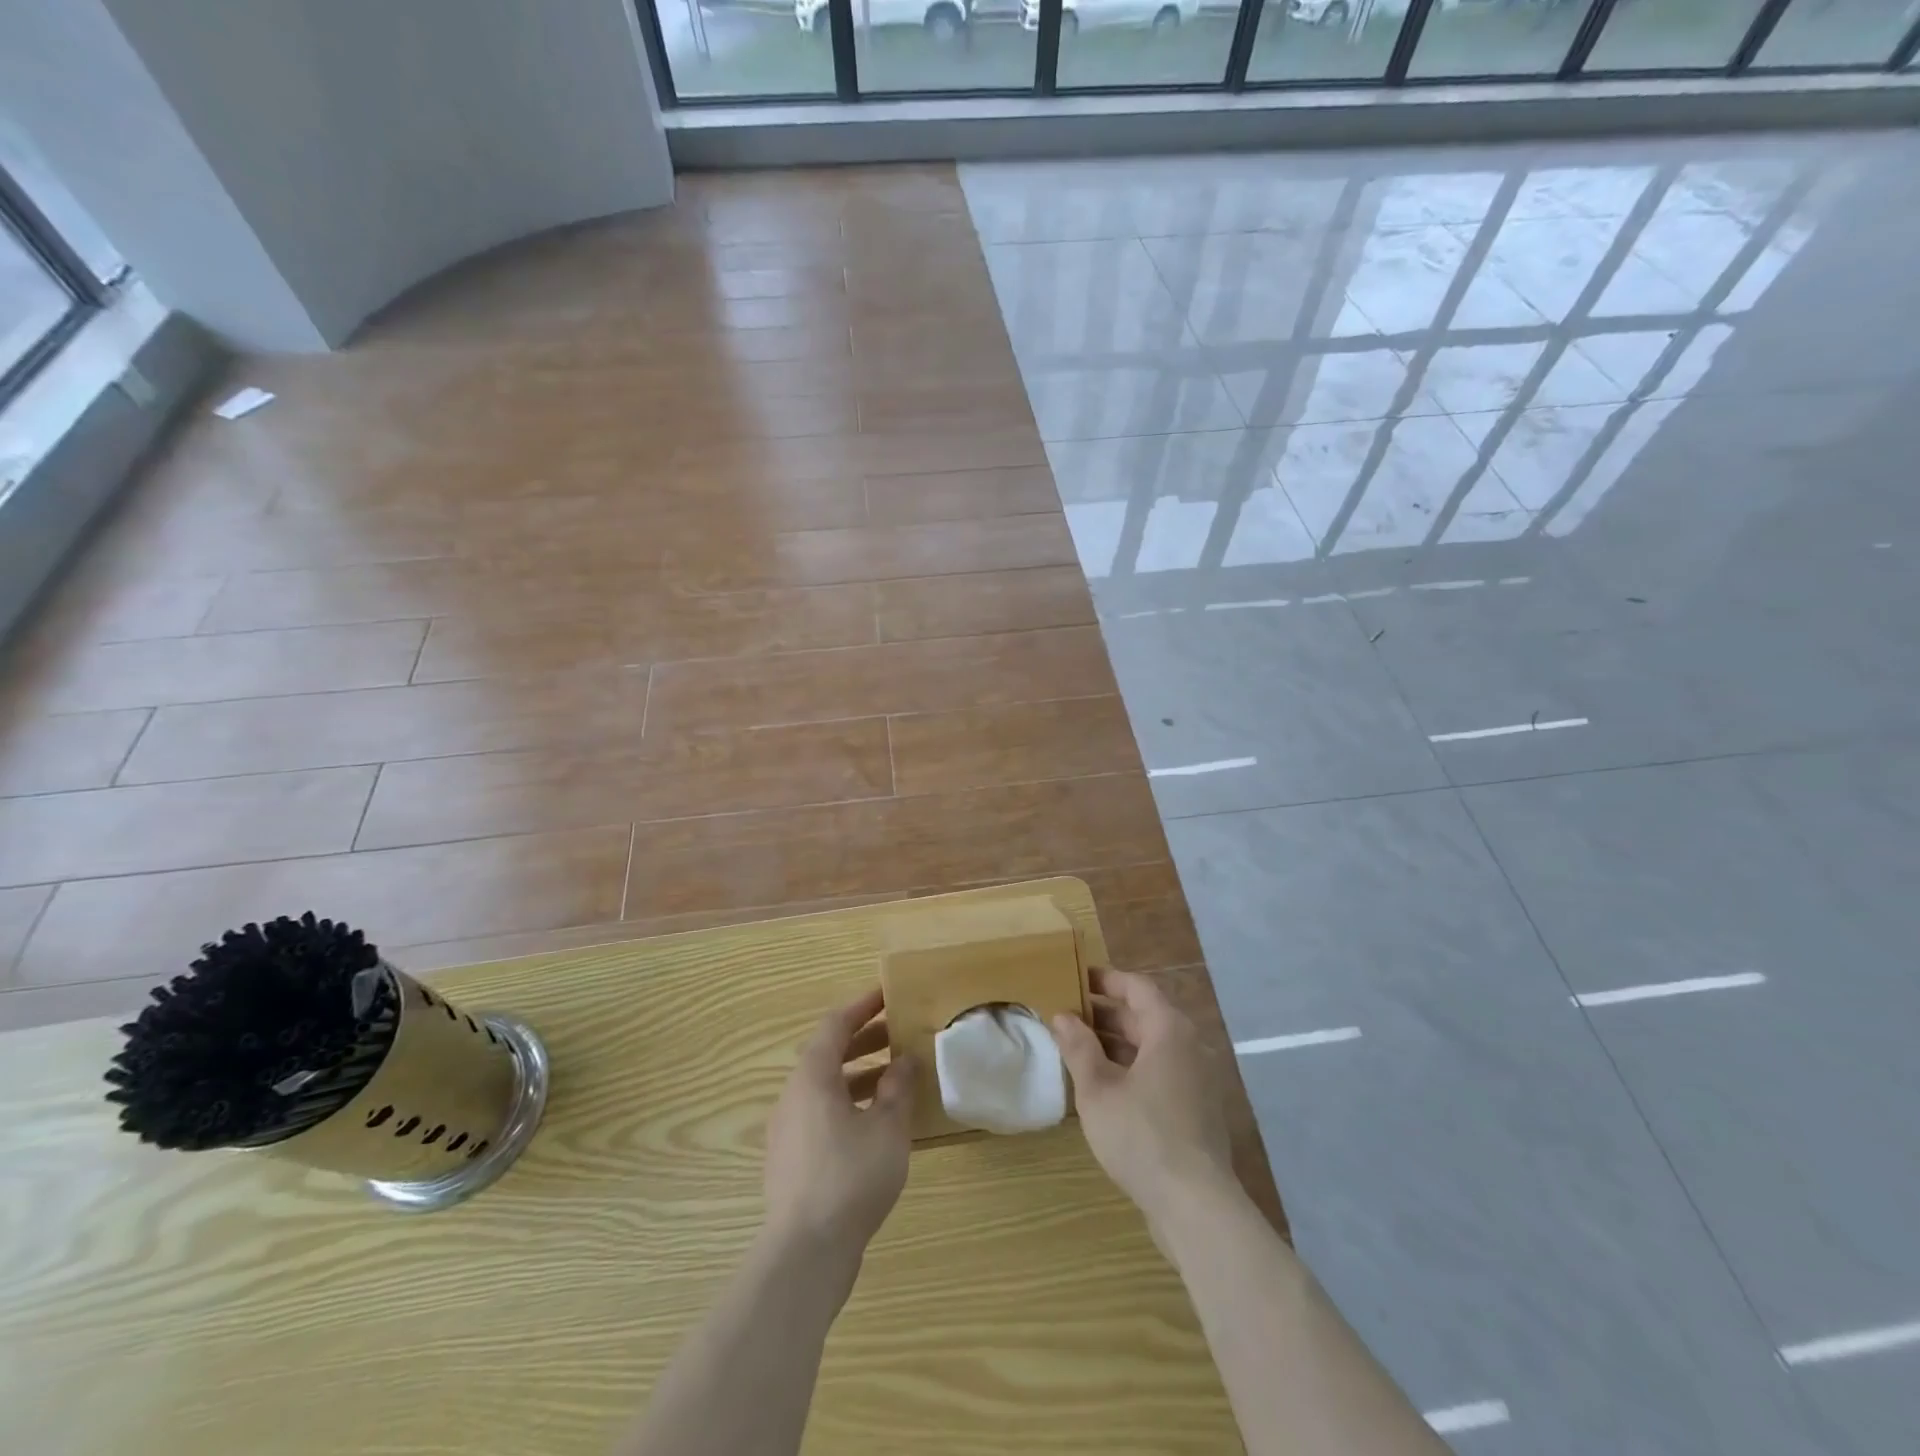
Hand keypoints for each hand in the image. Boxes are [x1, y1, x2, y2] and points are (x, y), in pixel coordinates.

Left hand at [763, 988, 915, 1266]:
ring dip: (858, 1075)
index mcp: (812, 1076)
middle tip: (897, 1034)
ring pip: (824, 1087)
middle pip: (827, 1054)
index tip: (887, 995)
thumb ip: (897, 1088)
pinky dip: (847, 1104)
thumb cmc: (851, 1177)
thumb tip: (904, 1060)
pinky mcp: (790, 1160)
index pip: (836, 1024)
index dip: (862, 1006)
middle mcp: (793, 1095)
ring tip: (894, 1079)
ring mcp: (787, 1129)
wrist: (805, 1252)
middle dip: (863, 1040)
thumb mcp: (888, 1127)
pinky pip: (820, 1114)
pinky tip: (875, 1125)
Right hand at [1051, 968, 1238, 1232]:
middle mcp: (1189, 1047)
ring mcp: (1196, 1080)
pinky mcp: (1196, 1110)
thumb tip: (1062, 1016)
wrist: (1196, 1206)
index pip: (1136, 987)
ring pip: (1151, 1048)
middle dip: (1105, 1014)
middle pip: (1144, 1017)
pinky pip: (1160, 1073)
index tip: (1075, 978)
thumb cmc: (1142, 1135)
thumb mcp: (1098, 1090)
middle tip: (1067, 1016)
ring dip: (1115, 1044)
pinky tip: (1104, 1088)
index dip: (1105, 980)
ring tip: (1077, 1050)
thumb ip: (1079, 1048)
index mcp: (1169, 1030)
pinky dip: (1132, 1069)